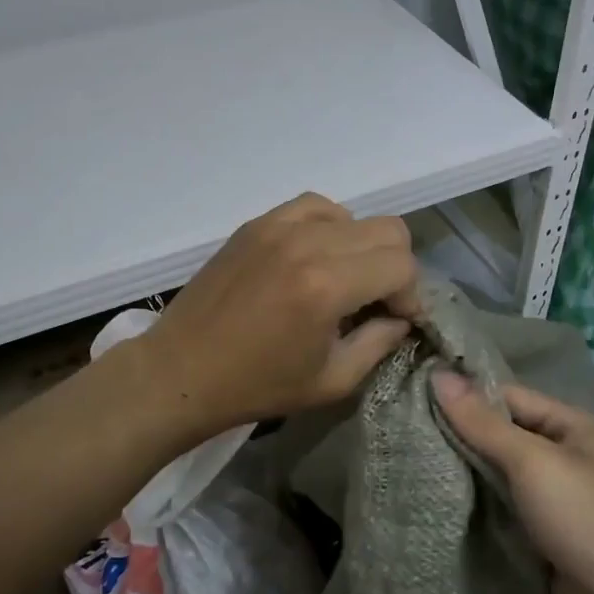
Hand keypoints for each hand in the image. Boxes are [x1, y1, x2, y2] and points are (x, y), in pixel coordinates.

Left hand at [141, 194, 419, 436]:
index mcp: (327, 286)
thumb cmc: (257, 386)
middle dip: (396, 268)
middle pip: (388, 231)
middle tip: (378, 302)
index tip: (397, 320)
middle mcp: (307, 243)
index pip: (402, 266)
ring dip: (364, 247)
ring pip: (355, 215)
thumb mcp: (332, 380)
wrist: (181, 371)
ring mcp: (278, 226)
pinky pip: (315, 207)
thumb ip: (380, 343)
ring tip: (346, 280)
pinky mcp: (257, 224)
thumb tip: (401, 317)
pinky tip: (318, 257)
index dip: (411, 295)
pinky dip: (331, 227)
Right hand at [432, 373, 593, 593]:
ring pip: (499, 473)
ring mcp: (555, 496)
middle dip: (460, 435)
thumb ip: (484, 423)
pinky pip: (505, 508)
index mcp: (570, 425)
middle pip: (501, 434)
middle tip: (404, 431)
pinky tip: (440, 500)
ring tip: (411, 461)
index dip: (464, 395)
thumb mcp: (533, 463)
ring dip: (466, 471)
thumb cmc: (588, 519)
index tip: (414, 396)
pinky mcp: (544, 533)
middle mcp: (563, 454)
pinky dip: (479, 505)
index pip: (506, 396)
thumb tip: (439, 375)